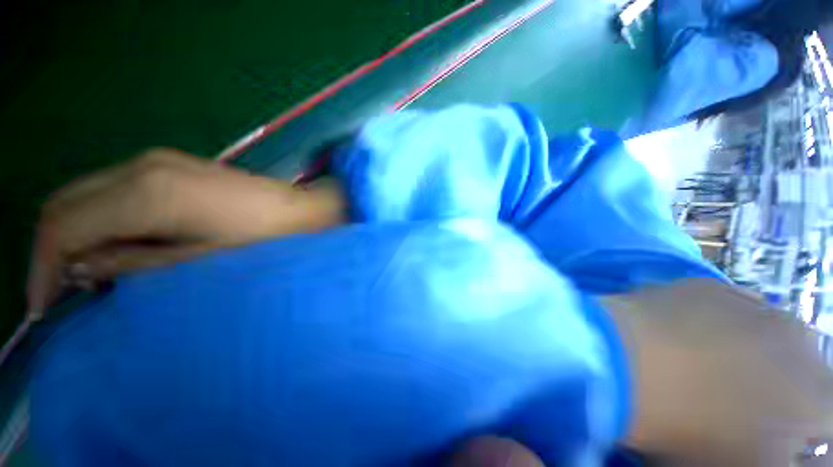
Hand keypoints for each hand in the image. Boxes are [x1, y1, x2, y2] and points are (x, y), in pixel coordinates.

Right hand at [27, 148, 344, 319]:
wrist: (302, 211)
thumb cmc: (262, 241)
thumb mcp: (195, 263)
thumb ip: (131, 264)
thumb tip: (80, 268)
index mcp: (146, 193)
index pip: (62, 226)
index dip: (42, 269)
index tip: (40, 308)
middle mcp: (143, 167)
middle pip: (66, 204)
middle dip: (53, 249)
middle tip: (60, 292)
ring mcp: (159, 160)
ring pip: (87, 194)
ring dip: (76, 233)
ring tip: (88, 274)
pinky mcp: (173, 165)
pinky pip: (114, 190)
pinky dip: (100, 218)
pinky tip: (115, 244)